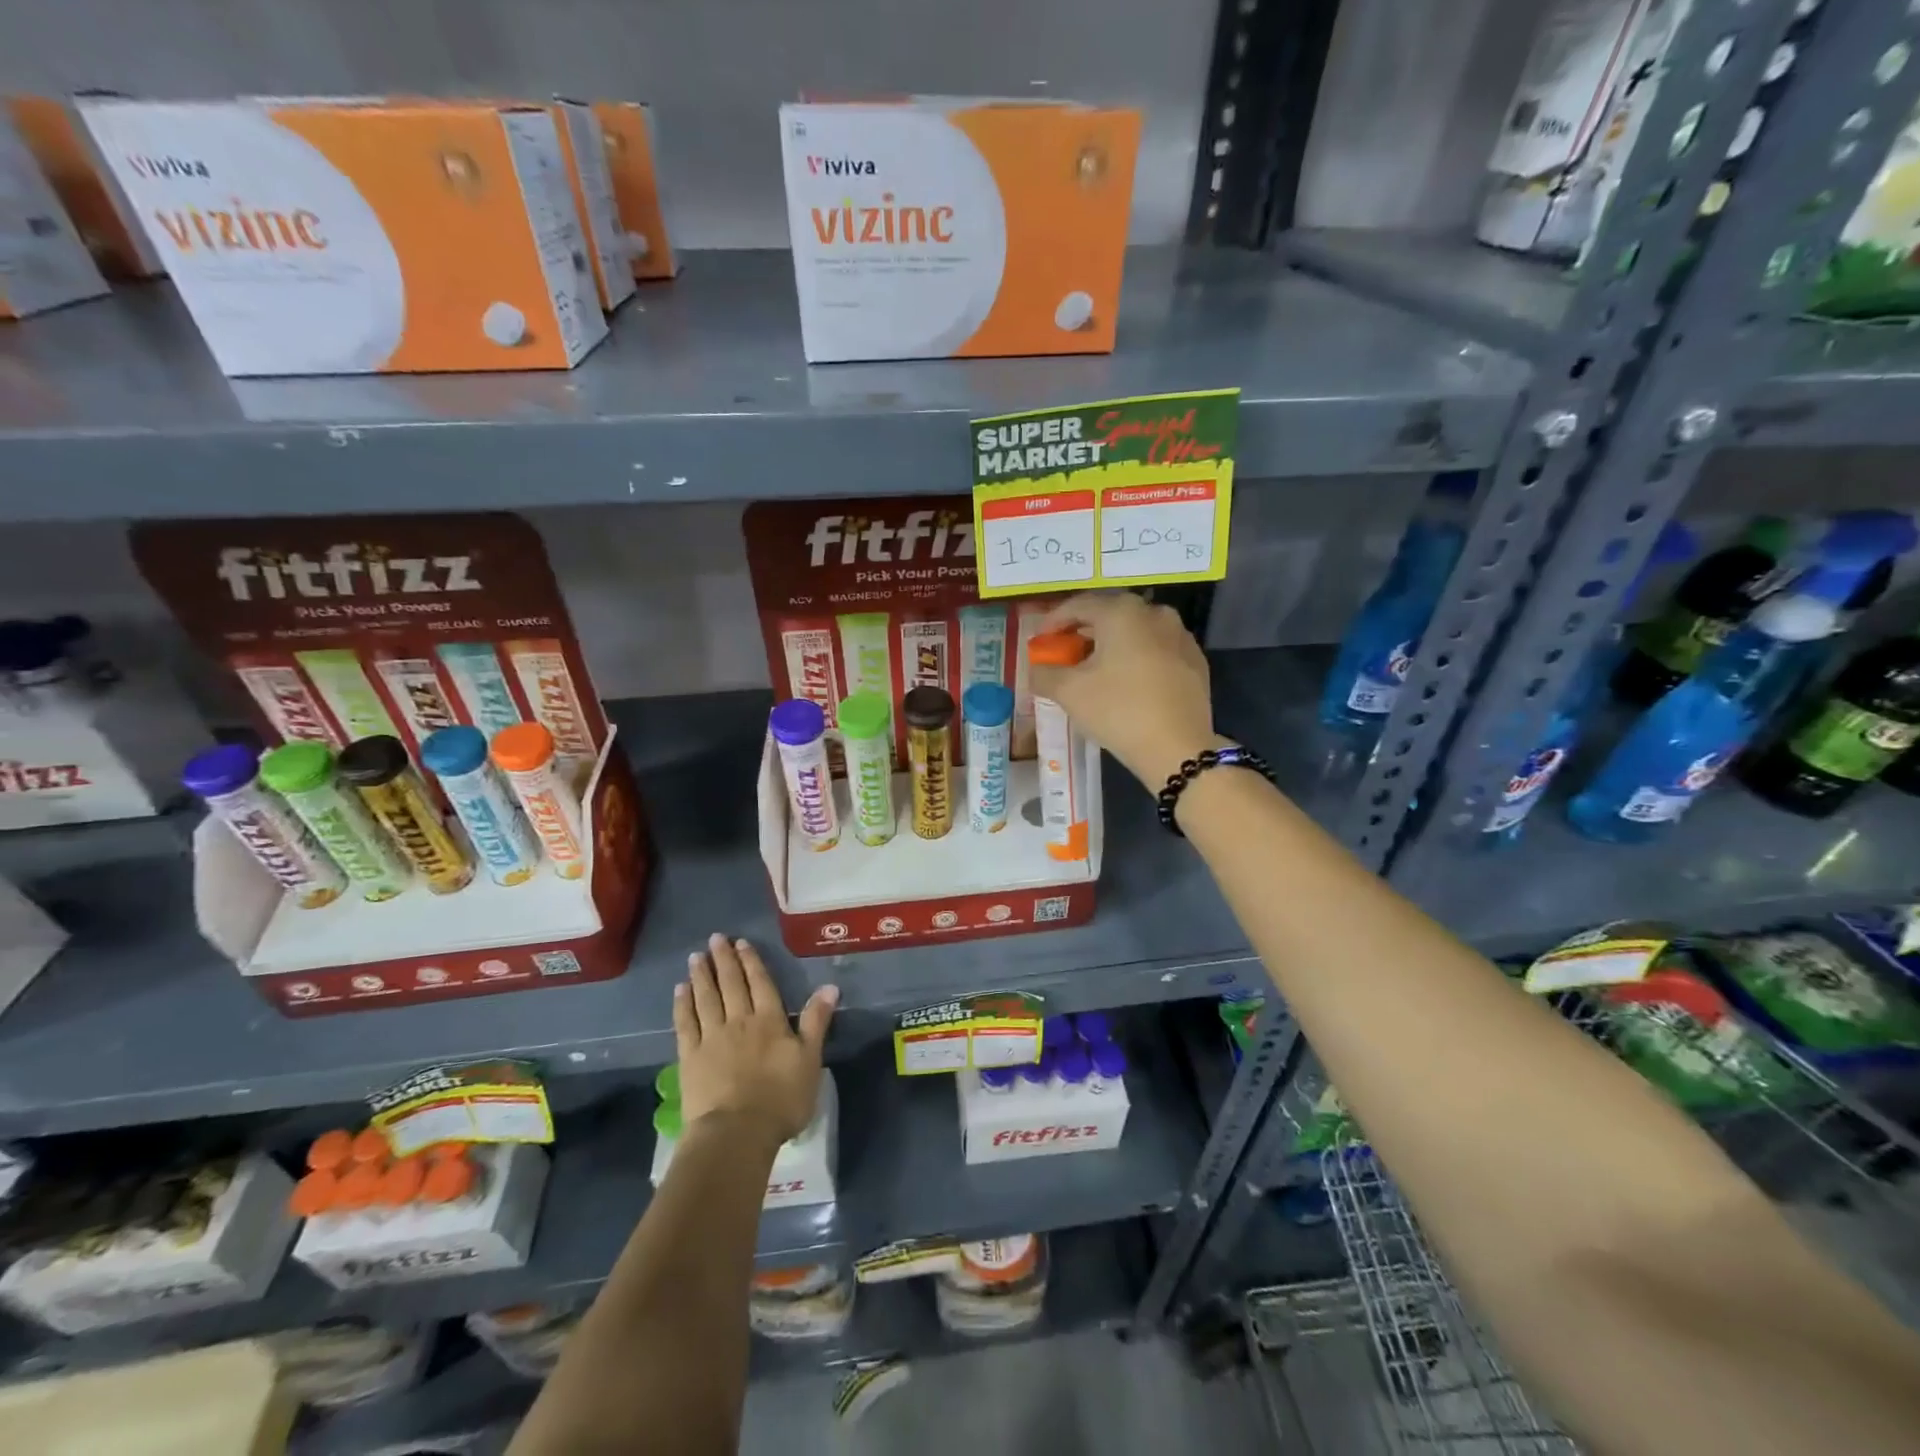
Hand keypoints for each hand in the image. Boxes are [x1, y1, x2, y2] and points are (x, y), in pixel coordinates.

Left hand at [673, 934, 837, 1146]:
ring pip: (706, 998)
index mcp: (770, 1020)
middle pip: (731, 984)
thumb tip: (830, 986)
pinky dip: (682, 1004)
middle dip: (724, 960)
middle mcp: (739, 1021)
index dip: (751, 962)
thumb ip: (817, 1022)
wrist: (736, 1133)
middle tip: (715, 939)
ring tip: (696, 957)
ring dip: (702, 976)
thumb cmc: (780, 1099)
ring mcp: (711, 1038)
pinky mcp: (690, 1057)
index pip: (760, 983)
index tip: (741, 942)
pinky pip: (685, 1023)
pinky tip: (679, 991)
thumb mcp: (810, 1060)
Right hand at [1030, 591, 1224, 786]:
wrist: (1178, 748)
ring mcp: (1180, 636)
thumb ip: (1044, 674)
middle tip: (1065, 653)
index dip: (1054, 621)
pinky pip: (1157, 650)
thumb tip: (1036, 669)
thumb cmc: (1118, 711)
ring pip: (1136, 632)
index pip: (1079, 605)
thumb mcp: (1069, 692)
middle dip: (1083, 632)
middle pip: (1109, 615)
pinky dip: (1136, 658)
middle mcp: (1154, 613)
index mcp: (1122, 612)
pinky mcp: (1195, 661)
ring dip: (1111, 644)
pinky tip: (1127, 682)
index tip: (1040, 640)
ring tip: (1095, 669)